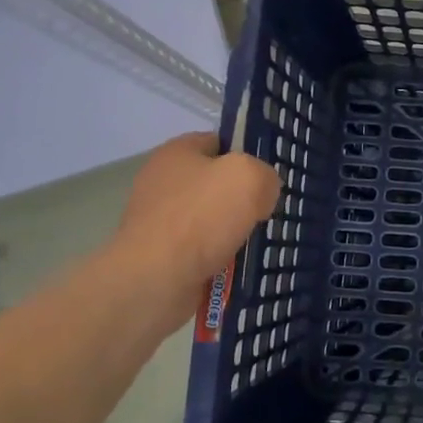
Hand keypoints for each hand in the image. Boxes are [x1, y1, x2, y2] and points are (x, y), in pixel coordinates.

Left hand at [111, 133, 279, 291]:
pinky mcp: (160, 255)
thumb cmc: (200, 218)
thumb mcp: (249, 178)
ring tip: (258, 243)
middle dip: (243, 198)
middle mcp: (162, 182)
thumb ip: (265, 175)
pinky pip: (201, 250)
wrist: (154, 281)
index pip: (219, 142)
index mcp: (177, 152)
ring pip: (211, 220)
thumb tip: (262, 194)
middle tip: (268, 211)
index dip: (246, 154)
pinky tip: (238, 266)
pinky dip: (220, 258)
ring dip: (234, 231)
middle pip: (216, 183)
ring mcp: (159, 221)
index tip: (268, 176)